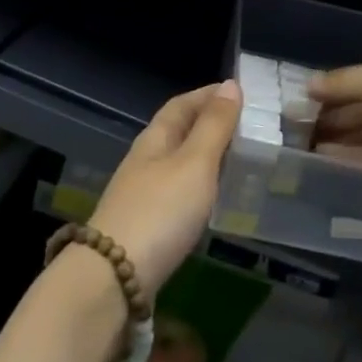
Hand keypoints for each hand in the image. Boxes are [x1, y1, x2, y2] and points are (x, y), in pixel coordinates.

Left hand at [88, 79, 241, 297]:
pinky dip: (201, 185)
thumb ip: (214, 126)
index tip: (239, 92)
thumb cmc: (160, 211)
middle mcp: (146, 160)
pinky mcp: (147, 225)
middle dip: (209, 124)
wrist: (113, 277)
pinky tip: (215, 198)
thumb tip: (230, 84)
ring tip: (239, 159)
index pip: (182, 104)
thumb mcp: (195, 163)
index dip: (208, 95)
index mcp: (155, 138)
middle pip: (178, 131)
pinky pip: (179, 191)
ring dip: (207, 155)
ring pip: (179, 162)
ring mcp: (143, 194)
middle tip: (247, 126)